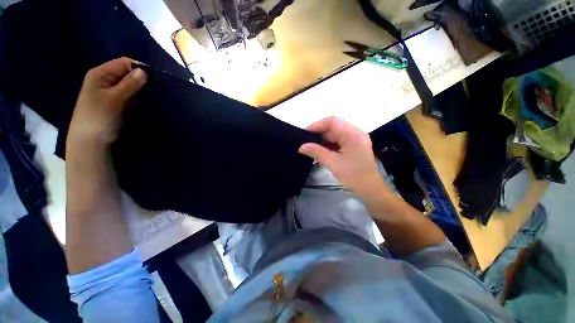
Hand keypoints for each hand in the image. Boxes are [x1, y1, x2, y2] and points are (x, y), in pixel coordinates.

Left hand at [67, 57, 146, 147]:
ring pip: (131, 85)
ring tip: (150, 98)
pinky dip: (138, 98)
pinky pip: (130, 95)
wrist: (91, 140)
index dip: (138, 69)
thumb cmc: (99, 117)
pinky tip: (144, 103)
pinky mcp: (117, 102)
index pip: (124, 63)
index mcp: (101, 74)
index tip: (153, 80)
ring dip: (140, 91)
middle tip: (153, 91)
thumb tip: (144, 71)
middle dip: (141, 81)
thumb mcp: (114, 99)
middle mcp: (106, 79)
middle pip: (128, 73)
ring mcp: (111, 91)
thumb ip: (129, 84)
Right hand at [298, 117, 384, 198]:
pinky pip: (339, 141)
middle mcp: (355, 133)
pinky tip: (321, 151)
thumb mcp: (333, 163)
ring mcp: (355, 139)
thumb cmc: (354, 176)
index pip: (333, 122)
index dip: (317, 125)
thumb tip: (301, 147)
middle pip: (334, 127)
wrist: (370, 190)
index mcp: (353, 134)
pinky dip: (329, 145)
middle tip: (306, 141)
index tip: (305, 133)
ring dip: (323, 140)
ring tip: (311, 146)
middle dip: (319, 133)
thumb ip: (317, 152)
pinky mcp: (354, 146)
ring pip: (335, 134)